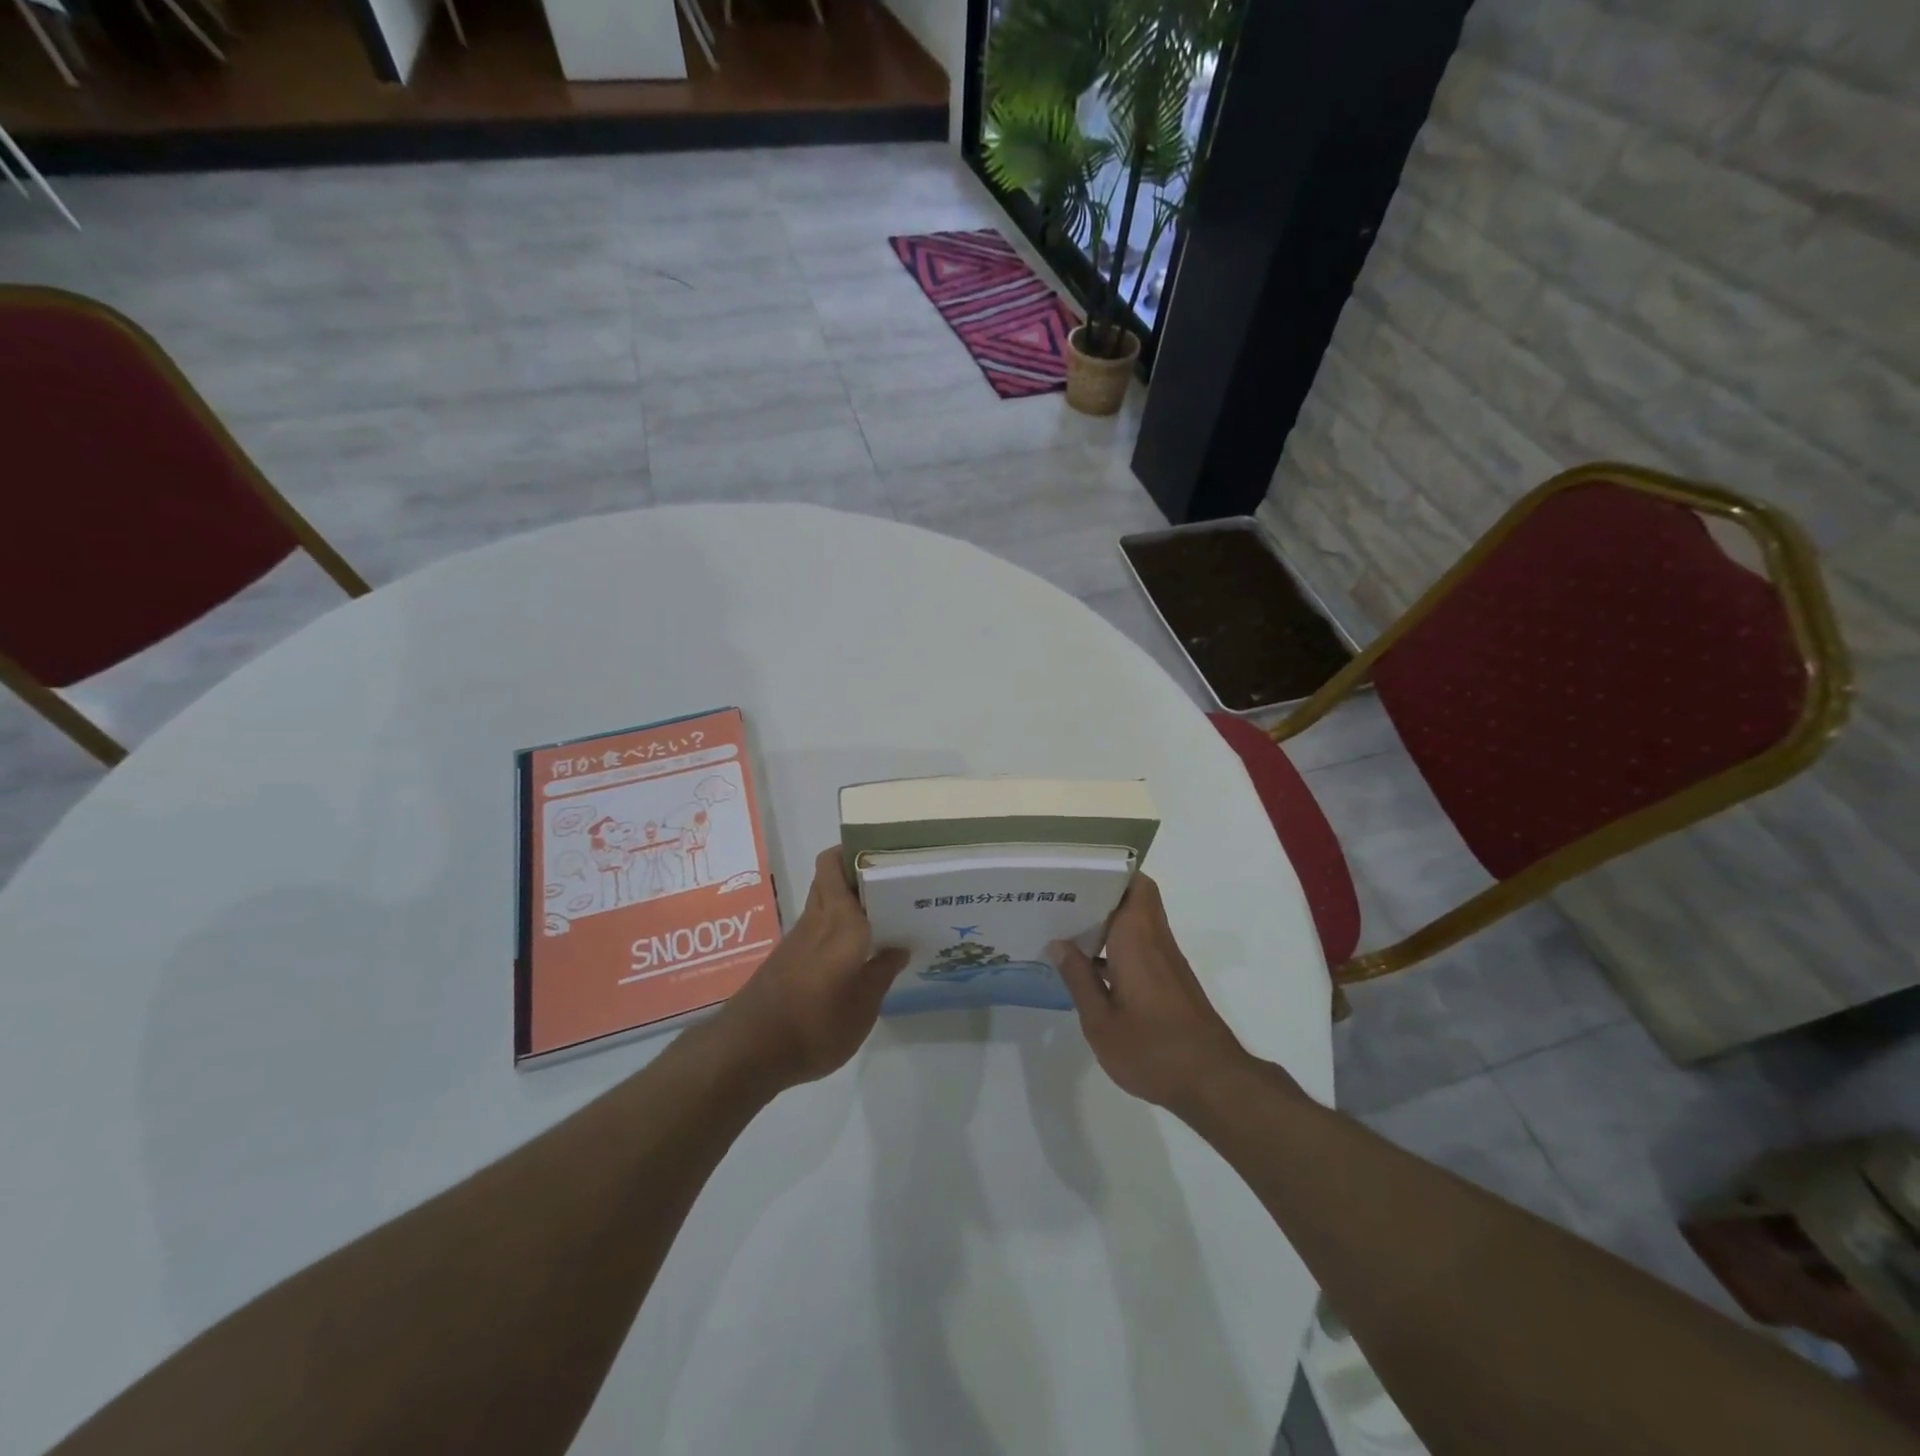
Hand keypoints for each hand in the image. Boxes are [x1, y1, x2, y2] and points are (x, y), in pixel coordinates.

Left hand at [716, 847, 907, 1090]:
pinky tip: (857, 949)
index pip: (837, 865)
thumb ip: (881, 973)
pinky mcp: (788, 958)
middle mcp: (817, 919)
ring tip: (884, 915)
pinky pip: (818, 926)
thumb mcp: (862, 1008)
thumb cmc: (815, 1025)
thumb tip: (898, 947)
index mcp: (840, 921)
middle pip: (830, 876)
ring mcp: (799, 938)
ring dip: (849, 900)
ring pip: (824, 900)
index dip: (858, 851)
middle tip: (892, 884)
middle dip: (857, 872)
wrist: (749, 1052)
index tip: (888, 854)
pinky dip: (837, 926)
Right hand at [1050, 874, 1250, 1112]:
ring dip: (1107, 920)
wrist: (1211, 1082)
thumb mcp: (1100, 1021)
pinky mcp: (1170, 980)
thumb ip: (1079, 979)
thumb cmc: (1152, 1049)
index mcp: (1137, 938)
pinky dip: (1116, 944)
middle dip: (1101, 893)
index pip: (1134, 883)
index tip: (1076, 872)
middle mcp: (1155, 939)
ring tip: (1066, 926)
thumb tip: (1058, 943)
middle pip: (1135, 897)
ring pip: (1137, 921)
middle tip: (1063, 898)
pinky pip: (1140, 944)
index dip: (1108, 871)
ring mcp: (1166, 960)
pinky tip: (1089, 965)